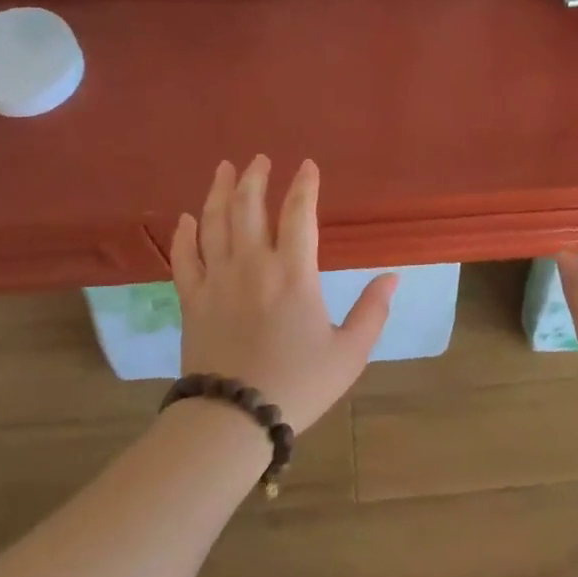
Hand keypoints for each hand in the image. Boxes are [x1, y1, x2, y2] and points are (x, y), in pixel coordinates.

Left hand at [171, 156, 396, 431]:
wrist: (235, 418)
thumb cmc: (299, 384)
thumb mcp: (350, 352)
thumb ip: (373, 311)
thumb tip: (393, 276)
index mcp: (294, 274)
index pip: (299, 214)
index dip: (304, 186)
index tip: (308, 165)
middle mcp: (252, 265)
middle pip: (249, 207)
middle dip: (255, 178)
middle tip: (259, 158)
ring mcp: (216, 280)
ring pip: (214, 223)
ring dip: (219, 192)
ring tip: (225, 169)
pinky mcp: (192, 300)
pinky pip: (184, 258)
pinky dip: (185, 234)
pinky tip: (187, 218)